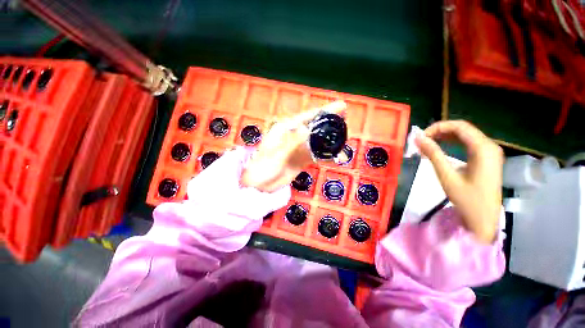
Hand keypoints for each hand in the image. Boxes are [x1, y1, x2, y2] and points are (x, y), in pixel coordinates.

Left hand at [241, 101, 346, 192]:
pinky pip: (316, 155)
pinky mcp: (301, 159)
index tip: (340, 107)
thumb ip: (291, 142)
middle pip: (315, 127)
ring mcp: (298, 148)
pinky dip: (326, 155)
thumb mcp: (276, 154)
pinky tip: (336, 156)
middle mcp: (294, 136)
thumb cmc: (262, 167)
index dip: (324, 111)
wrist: (259, 185)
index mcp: (285, 130)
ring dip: (330, 139)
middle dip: (330, 122)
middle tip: (346, 118)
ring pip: (317, 141)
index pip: (307, 117)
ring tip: (345, 137)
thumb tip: (306, 128)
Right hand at [415, 120, 503, 243]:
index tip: (420, 137)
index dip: (437, 127)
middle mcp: (490, 146)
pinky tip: (441, 148)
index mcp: (483, 149)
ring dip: (445, 137)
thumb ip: (433, 154)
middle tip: (421, 141)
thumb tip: (418, 138)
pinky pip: (469, 144)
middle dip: (440, 131)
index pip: (459, 126)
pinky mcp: (487, 159)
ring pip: (465, 136)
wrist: (484, 220)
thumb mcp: (447, 176)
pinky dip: (453, 143)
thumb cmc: (467, 199)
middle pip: (463, 129)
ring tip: (427, 144)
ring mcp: (490, 152)